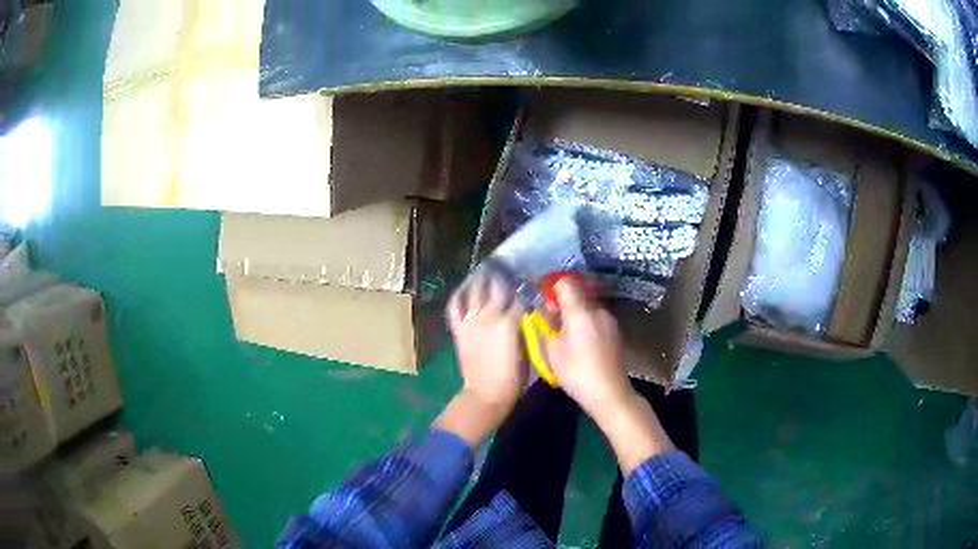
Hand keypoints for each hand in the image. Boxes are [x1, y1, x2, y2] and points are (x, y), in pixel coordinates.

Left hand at [446, 268, 525, 411]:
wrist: (485, 394)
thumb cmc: (513, 378)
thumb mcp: (530, 350)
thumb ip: (529, 327)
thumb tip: (529, 312)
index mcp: (510, 321)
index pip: (521, 295)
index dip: (526, 284)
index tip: (530, 277)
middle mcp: (489, 315)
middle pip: (497, 285)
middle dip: (504, 273)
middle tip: (508, 264)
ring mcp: (471, 320)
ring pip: (475, 290)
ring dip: (482, 277)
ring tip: (487, 268)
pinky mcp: (459, 328)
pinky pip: (455, 305)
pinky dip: (458, 294)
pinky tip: (465, 287)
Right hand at [544, 279, 673, 471]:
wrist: (610, 393)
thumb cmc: (577, 372)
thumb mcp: (552, 352)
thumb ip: (543, 327)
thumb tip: (540, 312)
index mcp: (580, 311)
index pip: (565, 283)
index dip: (552, 288)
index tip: (542, 301)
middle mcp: (597, 310)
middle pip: (578, 296)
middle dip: (562, 305)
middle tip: (550, 323)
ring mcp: (609, 321)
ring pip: (587, 309)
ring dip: (575, 316)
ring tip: (565, 336)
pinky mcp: (615, 333)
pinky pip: (596, 321)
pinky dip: (586, 325)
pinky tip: (581, 345)